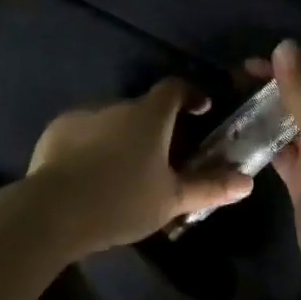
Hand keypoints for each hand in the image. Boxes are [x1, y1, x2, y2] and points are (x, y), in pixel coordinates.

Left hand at [27, 79, 254, 253]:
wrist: (52, 212)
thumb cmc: (121, 201)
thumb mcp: (171, 200)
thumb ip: (210, 187)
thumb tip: (248, 181)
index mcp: (149, 115)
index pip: (175, 87)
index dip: (190, 95)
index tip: (200, 109)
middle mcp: (117, 104)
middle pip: (142, 108)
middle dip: (154, 127)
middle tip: (160, 158)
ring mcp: (83, 114)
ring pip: (112, 120)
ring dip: (121, 136)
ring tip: (121, 171)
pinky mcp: (56, 130)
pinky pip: (83, 131)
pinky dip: (92, 145)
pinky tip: (89, 174)